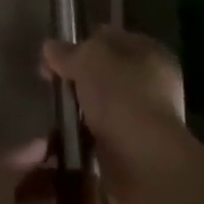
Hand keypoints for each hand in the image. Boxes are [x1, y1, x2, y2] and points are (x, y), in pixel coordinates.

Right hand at [43, 27, 188, 203]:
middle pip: (107, 73)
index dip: (83, 42)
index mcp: (151, 52)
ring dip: (81, 110)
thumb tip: (50, 47)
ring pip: (104, 106)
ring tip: (55, 113)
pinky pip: (103, 136)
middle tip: (52, 84)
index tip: (56, 55)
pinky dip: (86, 137)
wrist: (145, 165)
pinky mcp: (135, 152)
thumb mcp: (88, 60)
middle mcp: (154, 83)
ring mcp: (146, 120)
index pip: (111, 38)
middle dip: (80, 79)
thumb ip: (68, 52)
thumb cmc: (121, 97)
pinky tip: (66, 138)